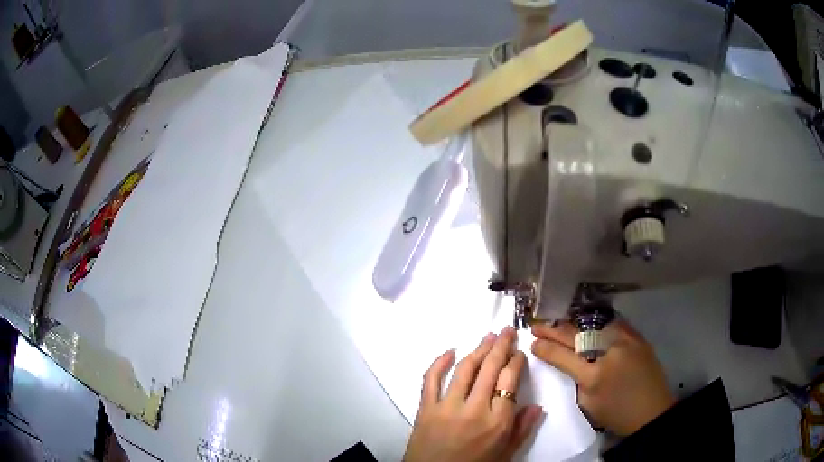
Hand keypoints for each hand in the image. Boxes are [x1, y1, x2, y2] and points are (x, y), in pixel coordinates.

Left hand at [404, 327, 543, 461]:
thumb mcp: (505, 454)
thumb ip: (522, 430)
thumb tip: (538, 406)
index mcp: (497, 422)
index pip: (510, 381)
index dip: (516, 362)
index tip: (519, 352)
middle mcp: (474, 409)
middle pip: (490, 369)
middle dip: (501, 346)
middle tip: (507, 330)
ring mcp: (447, 407)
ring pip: (465, 370)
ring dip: (478, 349)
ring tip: (488, 336)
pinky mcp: (425, 409)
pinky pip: (430, 380)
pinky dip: (439, 363)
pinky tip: (449, 350)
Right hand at [531, 320, 673, 435]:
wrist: (651, 411)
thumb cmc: (617, 414)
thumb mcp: (589, 405)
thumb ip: (579, 382)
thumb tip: (573, 364)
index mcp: (594, 376)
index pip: (563, 357)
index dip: (546, 348)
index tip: (533, 342)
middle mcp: (609, 353)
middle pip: (576, 336)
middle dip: (554, 330)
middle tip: (537, 325)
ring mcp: (626, 341)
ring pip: (594, 325)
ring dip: (574, 324)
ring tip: (559, 322)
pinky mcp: (637, 337)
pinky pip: (613, 325)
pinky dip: (598, 324)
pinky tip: (588, 323)